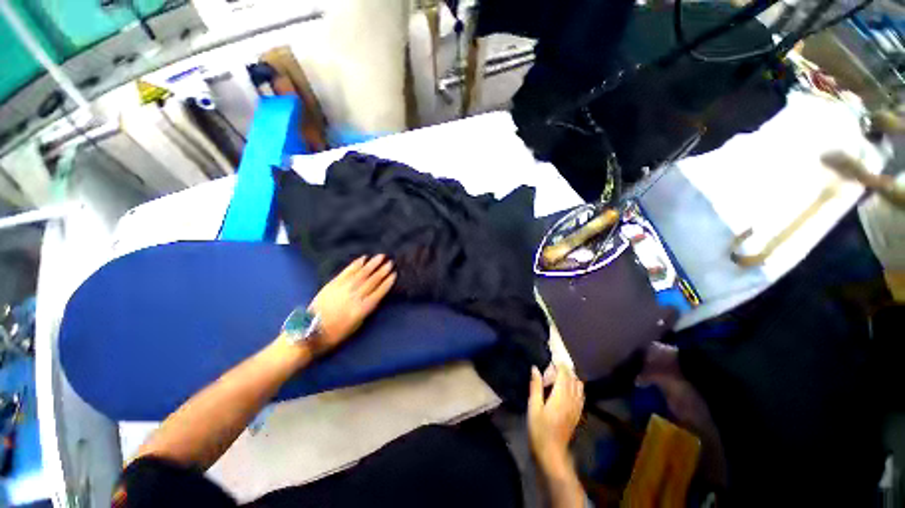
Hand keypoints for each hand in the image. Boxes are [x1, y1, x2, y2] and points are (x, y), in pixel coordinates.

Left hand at [306, 255, 396, 355]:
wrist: (309, 332)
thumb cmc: (336, 333)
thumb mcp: (356, 325)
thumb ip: (366, 309)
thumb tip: (374, 296)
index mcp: (362, 308)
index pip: (379, 292)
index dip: (387, 283)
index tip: (394, 274)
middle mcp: (355, 296)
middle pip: (372, 281)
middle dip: (382, 271)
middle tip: (390, 262)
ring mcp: (343, 288)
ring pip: (361, 274)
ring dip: (372, 264)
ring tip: (380, 256)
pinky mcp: (333, 284)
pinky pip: (347, 271)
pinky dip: (355, 264)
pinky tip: (363, 259)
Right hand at [528, 364, 584, 470]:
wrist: (552, 453)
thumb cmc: (539, 429)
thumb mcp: (533, 407)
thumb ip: (535, 386)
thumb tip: (535, 368)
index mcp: (561, 396)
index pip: (565, 375)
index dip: (560, 364)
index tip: (553, 357)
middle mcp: (572, 400)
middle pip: (573, 379)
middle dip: (566, 369)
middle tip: (554, 365)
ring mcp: (577, 408)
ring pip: (579, 387)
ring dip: (571, 378)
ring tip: (560, 375)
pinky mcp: (577, 414)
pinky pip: (580, 395)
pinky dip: (576, 387)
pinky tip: (568, 388)